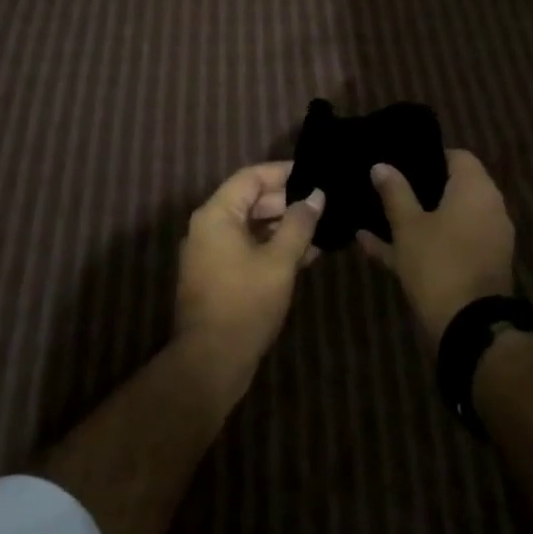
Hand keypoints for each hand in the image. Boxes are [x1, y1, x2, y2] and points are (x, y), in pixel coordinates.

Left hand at [174, 162, 324, 380]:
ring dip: (283, 226)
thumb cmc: (245, 303)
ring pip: (252, 226)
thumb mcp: (279, 260)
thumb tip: (316, 195)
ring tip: (322, 228)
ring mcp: (211, 253)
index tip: (315, 173)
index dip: (283, 172)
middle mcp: (209, 227)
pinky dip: (273, 247)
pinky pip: (248, 249)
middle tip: (323, 203)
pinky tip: (306, 255)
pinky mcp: (219, 276)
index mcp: (217, 214)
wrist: (211, 361)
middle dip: (287, 201)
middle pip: (250, 200)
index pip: (251, 177)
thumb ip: (299, 224)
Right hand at [358, 149, 514, 352]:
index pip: (458, 157)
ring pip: (446, 220)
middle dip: (419, 188)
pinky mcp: (477, 267)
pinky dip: (420, 243)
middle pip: (453, 189)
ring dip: (415, 218)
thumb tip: (381, 165)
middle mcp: (488, 209)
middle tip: (385, 186)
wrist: (469, 327)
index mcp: (476, 190)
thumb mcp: (408, 226)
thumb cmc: (437, 263)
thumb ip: (395, 192)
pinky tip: (373, 245)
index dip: (429, 156)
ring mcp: (485, 240)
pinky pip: (445, 245)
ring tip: (375, 214)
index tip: (401, 160)